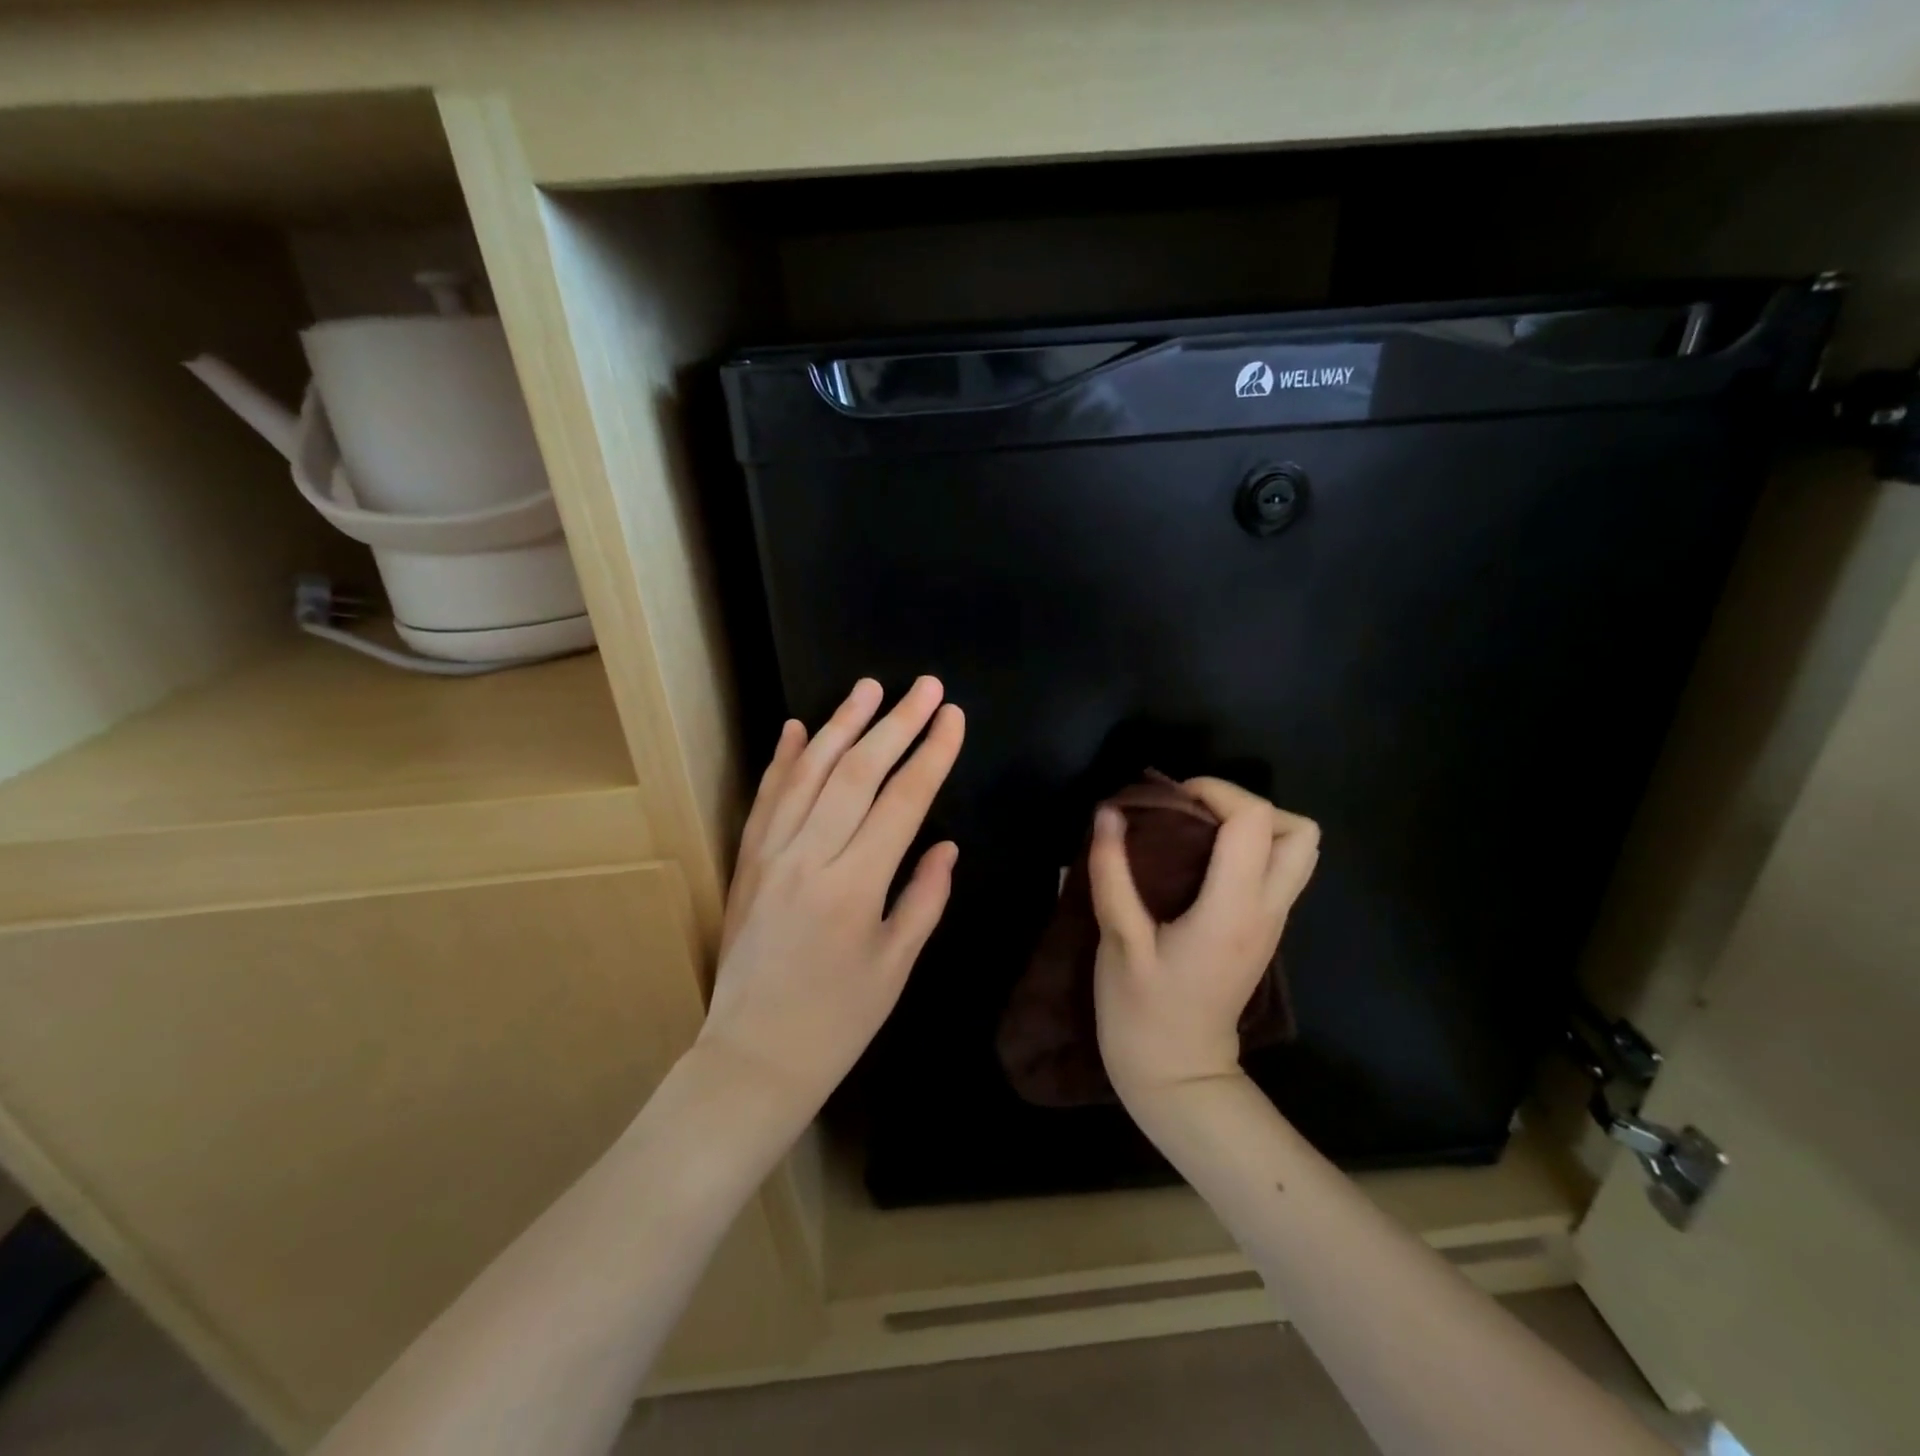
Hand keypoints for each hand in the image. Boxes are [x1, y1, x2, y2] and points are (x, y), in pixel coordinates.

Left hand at [697, 677, 964, 1131]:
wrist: (752, 1057)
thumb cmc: (837, 1022)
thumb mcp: (895, 966)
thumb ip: (924, 898)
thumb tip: (946, 845)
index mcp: (855, 886)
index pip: (902, 801)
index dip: (932, 754)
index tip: (953, 717)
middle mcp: (810, 858)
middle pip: (858, 773)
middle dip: (897, 723)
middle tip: (925, 686)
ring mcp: (771, 856)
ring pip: (809, 774)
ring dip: (842, 725)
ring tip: (869, 688)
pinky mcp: (746, 862)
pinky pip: (766, 799)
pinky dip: (783, 760)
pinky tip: (799, 728)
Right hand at [1089, 777, 1319, 1104]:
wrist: (1178, 1076)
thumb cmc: (1144, 1012)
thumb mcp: (1119, 941)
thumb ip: (1113, 872)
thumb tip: (1109, 812)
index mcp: (1233, 910)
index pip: (1255, 821)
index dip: (1215, 792)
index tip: (1170, 801)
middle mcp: (1267, 911)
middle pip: (1301, 831)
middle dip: (1249, 807)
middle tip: (1195, 815)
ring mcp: (1272, 924)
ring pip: (1298, 852)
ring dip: (1255, 828)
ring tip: (1200, 835)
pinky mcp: (1263, 932)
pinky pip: (1277, 871)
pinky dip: (1249, 850)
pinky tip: (1200, 864)